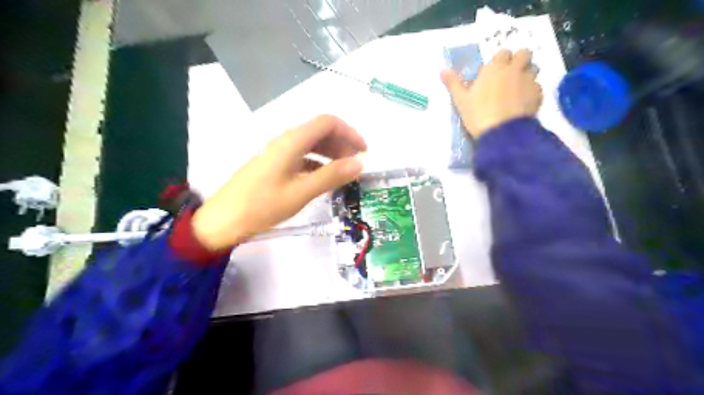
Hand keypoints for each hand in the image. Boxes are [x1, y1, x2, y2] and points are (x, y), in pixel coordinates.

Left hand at [191, 114, 368, 249]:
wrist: (223, 220)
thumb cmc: (262, 205)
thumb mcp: (301, 192)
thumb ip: (331, 176)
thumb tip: (360, 163)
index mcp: (292, 141)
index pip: (327, 122)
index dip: (349, 132)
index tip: (364, 151)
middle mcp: (286, 141)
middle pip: (320, 131)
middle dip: (342, 143)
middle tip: (356, 164)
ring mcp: (279, 152)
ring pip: (311, 144)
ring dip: (331, 153)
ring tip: (344, 171)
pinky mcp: (274, 165)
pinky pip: (302, 156)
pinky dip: (318, 163)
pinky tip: (324, 178)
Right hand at [438, 48, 543, 138]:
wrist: (502, 132)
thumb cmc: (478, 114)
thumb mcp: (461, 100)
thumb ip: (453, 83)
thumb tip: (442, 70)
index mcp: (495, 68)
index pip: (502, 53)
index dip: (499, 61)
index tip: (493, 72)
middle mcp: (514, 69)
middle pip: (523, 53)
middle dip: (518, 60)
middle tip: (509, 75)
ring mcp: (528, 80)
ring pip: (533, 68)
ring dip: (527, 74)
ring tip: (518, 88)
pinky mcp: (538, 94)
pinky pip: (537, 87)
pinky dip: (532, 92)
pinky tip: (524, 103)